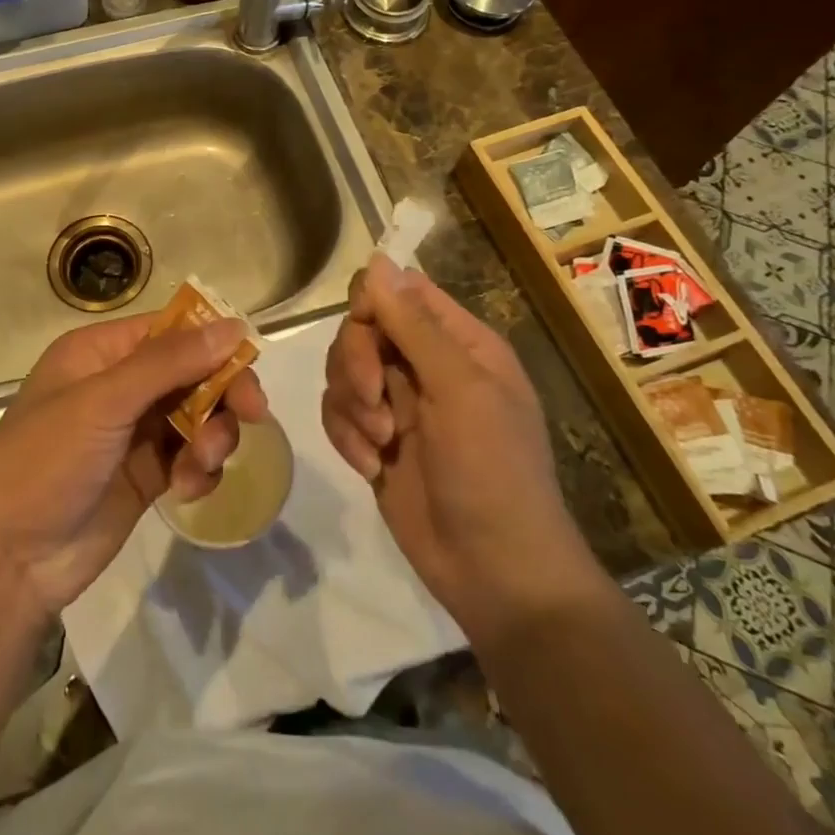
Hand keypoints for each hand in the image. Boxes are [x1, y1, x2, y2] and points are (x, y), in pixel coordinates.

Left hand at [0, 312, 267, 618]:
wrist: (7, 562)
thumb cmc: (44, 462)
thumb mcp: (103, 403)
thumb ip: (169, 363)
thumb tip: (233, 325)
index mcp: (101, 353)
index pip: (171, 330)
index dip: (212, 342)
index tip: (249, 364)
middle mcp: (120, 384)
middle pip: (192, 371)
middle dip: (222, 392)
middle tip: (254, 414)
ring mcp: (133, 431)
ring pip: (198, 414)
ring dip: (212, 435)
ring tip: (203, 463)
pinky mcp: (146, 474)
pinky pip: (190, 456)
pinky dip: (199, 468)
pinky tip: (186, 489)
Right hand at [322, 254, 599, 639]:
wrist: (495, 574)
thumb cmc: (492, 472)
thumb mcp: (459, 390)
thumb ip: (414, 324)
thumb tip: (376, 259)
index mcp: (459, 343)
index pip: (400, 291)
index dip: (372, 302)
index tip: (365, 335)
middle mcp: (427, 365)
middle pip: (362, 329)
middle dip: (356, 363)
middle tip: (374, 402)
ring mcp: (399, 404)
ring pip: (343, 370)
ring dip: (351, 404)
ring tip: (378, 442)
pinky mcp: (375, 440)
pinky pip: (338, 412)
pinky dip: (345, 435)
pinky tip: (369, 466)